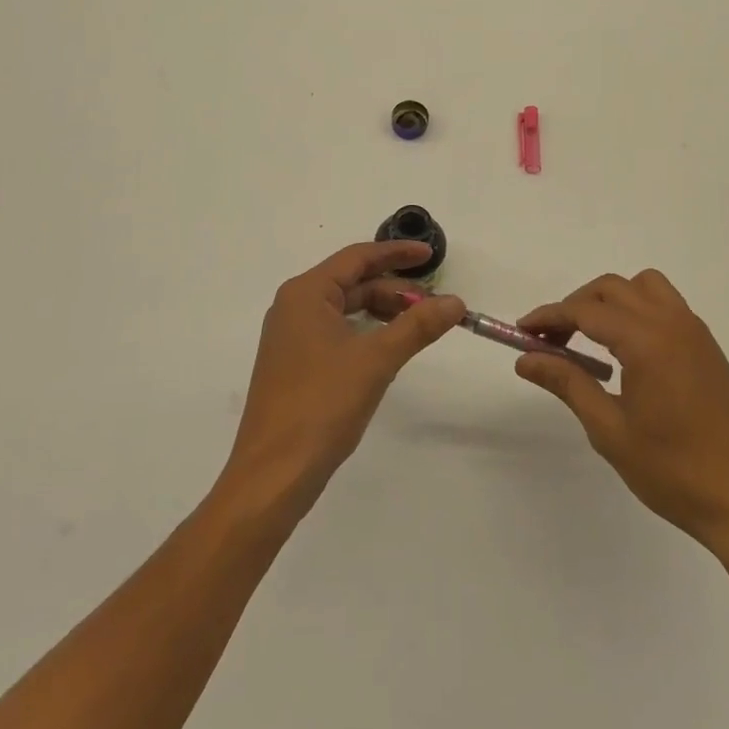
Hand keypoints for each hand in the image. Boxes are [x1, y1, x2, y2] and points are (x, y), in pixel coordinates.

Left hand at [223, 241, 465, 519]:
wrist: (273, 474)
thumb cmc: (322, 405)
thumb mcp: (376, 360)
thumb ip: (417, 326)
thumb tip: (455, 302)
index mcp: (306, 293)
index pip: (357, 258)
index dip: (396, 253)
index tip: (430, 254)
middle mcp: (294, 306)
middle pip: (351, 282)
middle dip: (394, 288)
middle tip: (434, 303)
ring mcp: (291, 337)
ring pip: (345, 309)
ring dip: (382, 311)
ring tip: (419, 324)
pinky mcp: (294, 364)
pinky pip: (336, 331)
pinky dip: (366, 331)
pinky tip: (389, 346)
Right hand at [515, 270, 728, 558]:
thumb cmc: (675, 472)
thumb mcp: (610, 430)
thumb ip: (567, 384)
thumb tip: (526, 359)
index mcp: (646, 340)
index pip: (585, 311)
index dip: (549, 317)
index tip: (521, 332)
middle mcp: (671, 322)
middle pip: (612, 289)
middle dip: (575, 306)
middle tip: (551, 342)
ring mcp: (695, 332)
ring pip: (643, 287)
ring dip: (610, 301)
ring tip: (590, 339)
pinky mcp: (708, 347)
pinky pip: (665, 306)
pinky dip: (637, 310)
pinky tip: (627, 353)